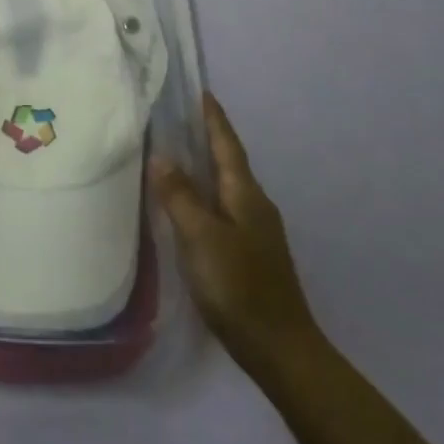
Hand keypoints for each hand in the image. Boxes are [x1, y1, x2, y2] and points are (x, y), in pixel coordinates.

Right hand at [149, 92, 321, 377]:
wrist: (281, 351)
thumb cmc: (239, 287)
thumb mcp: (202, 238)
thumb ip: (180, 196)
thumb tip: (161, 155)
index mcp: (246, 194)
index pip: (227, 144)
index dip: (213, 118)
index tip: (201, 92)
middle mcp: (254, 205)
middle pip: (228, 162)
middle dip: (206, 138)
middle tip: (177, 118)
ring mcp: (256, 232)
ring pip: (225, 187)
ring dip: (204, 167)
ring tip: (175, 155)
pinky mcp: (250, 255)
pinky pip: (222, 209)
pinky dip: (204, 196)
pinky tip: (188, 207)